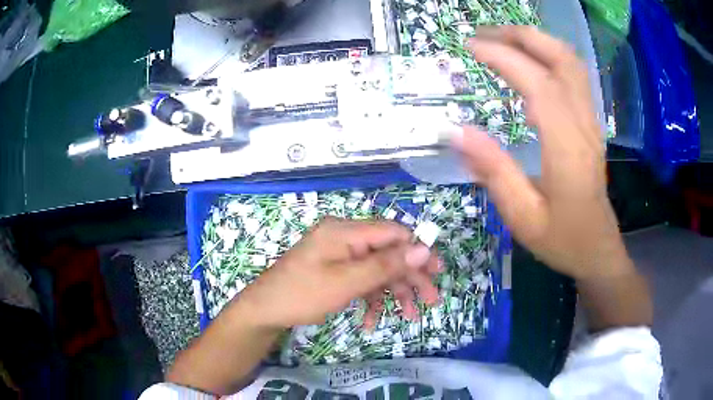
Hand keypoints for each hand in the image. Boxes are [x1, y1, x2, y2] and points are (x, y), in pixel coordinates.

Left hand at [235, 217, 439, 329]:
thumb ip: (386, 264)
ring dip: (392, 293)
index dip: (418, 250)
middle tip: (430, 301)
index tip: (437, 272)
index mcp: (345, 231)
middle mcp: (345, 238)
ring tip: (407, 317)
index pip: (393, 232)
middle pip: (388, 252)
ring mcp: (339, 256)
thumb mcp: (347, 282)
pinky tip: (370, 321)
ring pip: (377, 270)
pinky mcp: (335, 271)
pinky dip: (370, 299)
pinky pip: (361, 281)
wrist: (265, 311)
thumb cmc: (302, 294)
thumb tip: (424, 247)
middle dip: (409, 277)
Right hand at [452, 26, 633, 279]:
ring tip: (502, 40)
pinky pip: (574, 76)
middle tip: (485, 34)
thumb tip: (455, 131)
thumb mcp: (523, 217)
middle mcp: (584, 125)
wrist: (598, 250)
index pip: (538, 84)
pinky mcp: (591, 124)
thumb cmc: (563, 240)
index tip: (470, 47)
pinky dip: (549, 56)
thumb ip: (493, 171)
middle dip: (522, 36)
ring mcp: (591, 122)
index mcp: (567, 148)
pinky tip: (529, 61)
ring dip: (537, 41)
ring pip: (571, 63)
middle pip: (562, 59)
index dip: (504, 58)